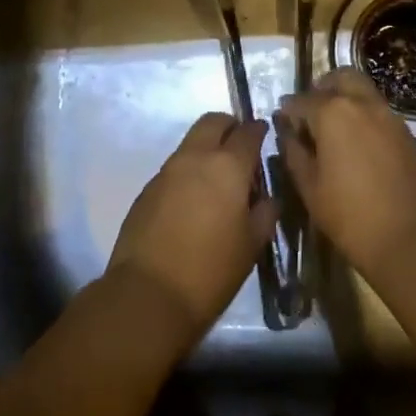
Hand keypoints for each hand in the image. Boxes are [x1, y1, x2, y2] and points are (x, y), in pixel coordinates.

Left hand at [108, 112, 278, 346]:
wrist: (149, 293)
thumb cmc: (211, 270)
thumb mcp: (251, 245)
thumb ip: (264, 213)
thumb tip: (267, 197)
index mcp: (227, 166)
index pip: (247, 133)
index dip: (258, 130)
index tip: (264, 134)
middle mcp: (195, 157)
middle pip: (212, 122)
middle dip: (229, 126)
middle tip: (240, 146)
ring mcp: (167, 171)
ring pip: (191, 142)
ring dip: (207, 148)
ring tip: (219, 178)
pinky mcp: (148, 188)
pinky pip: (174, 167)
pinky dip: (188, 171)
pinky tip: (194, 200)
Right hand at [276, 67, 415, 283]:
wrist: (407, 240)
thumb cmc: (348, 215)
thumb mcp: (309, 186)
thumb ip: (293, 151)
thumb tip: (287, 132)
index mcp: (332, 112)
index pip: (301, 100)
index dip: (287, 111)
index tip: (282, 123)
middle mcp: (361, 103)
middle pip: (338, 78)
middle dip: (321, 89)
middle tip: (310, 113)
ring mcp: (388, 115)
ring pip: (361, 89)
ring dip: (344, 97)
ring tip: (333, 127)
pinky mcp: (405, 131)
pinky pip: (377, 108)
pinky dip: (362, 112)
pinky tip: (355, 141)